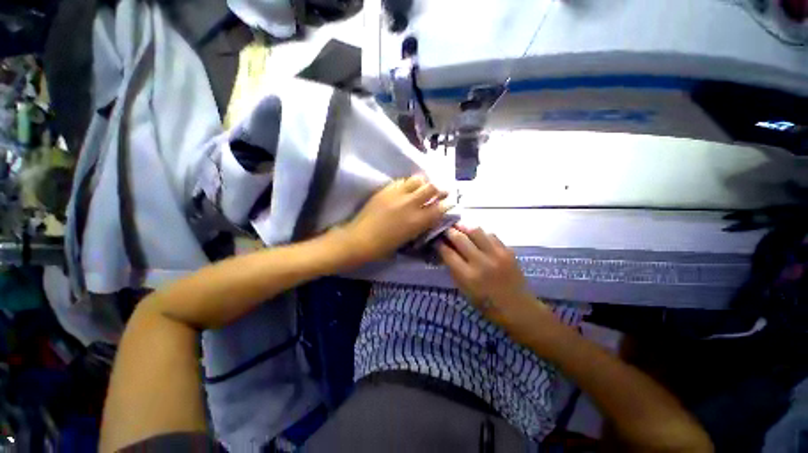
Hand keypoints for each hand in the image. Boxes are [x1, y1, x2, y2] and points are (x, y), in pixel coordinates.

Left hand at [344, 175, 448, 263]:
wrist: (361, 239)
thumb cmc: (385, 245)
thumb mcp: (409, 237)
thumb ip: (421, 224)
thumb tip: (429, 216)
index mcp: (418, 221)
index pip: (440, 207)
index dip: (447, 203)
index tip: (450, 202)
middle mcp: (412, 204)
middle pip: (432, 188)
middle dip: (440, 188)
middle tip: (441, 190)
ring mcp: (398, 194)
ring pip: (418, 179)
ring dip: (424, 182)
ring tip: (423, 186)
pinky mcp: (387, 190)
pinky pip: (402, 180)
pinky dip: (408, 183)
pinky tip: (407, 187)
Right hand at [438, 226, 549, 328]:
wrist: (518, 308)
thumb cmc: (487, 304)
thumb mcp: (464, 291)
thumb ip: (454, 270)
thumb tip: (445, 252)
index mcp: (468, 276)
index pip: (448, 253)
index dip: (439, 244)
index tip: (435, 239)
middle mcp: (481, 262)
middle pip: (460, 238)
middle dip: (449, 231)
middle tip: (445, 229)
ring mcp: (496, 255)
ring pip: (476, 231)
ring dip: (464, 227)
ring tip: (458, 226)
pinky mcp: (508, 251)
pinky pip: (491, 234)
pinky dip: (481, 232)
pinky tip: (476, 234)